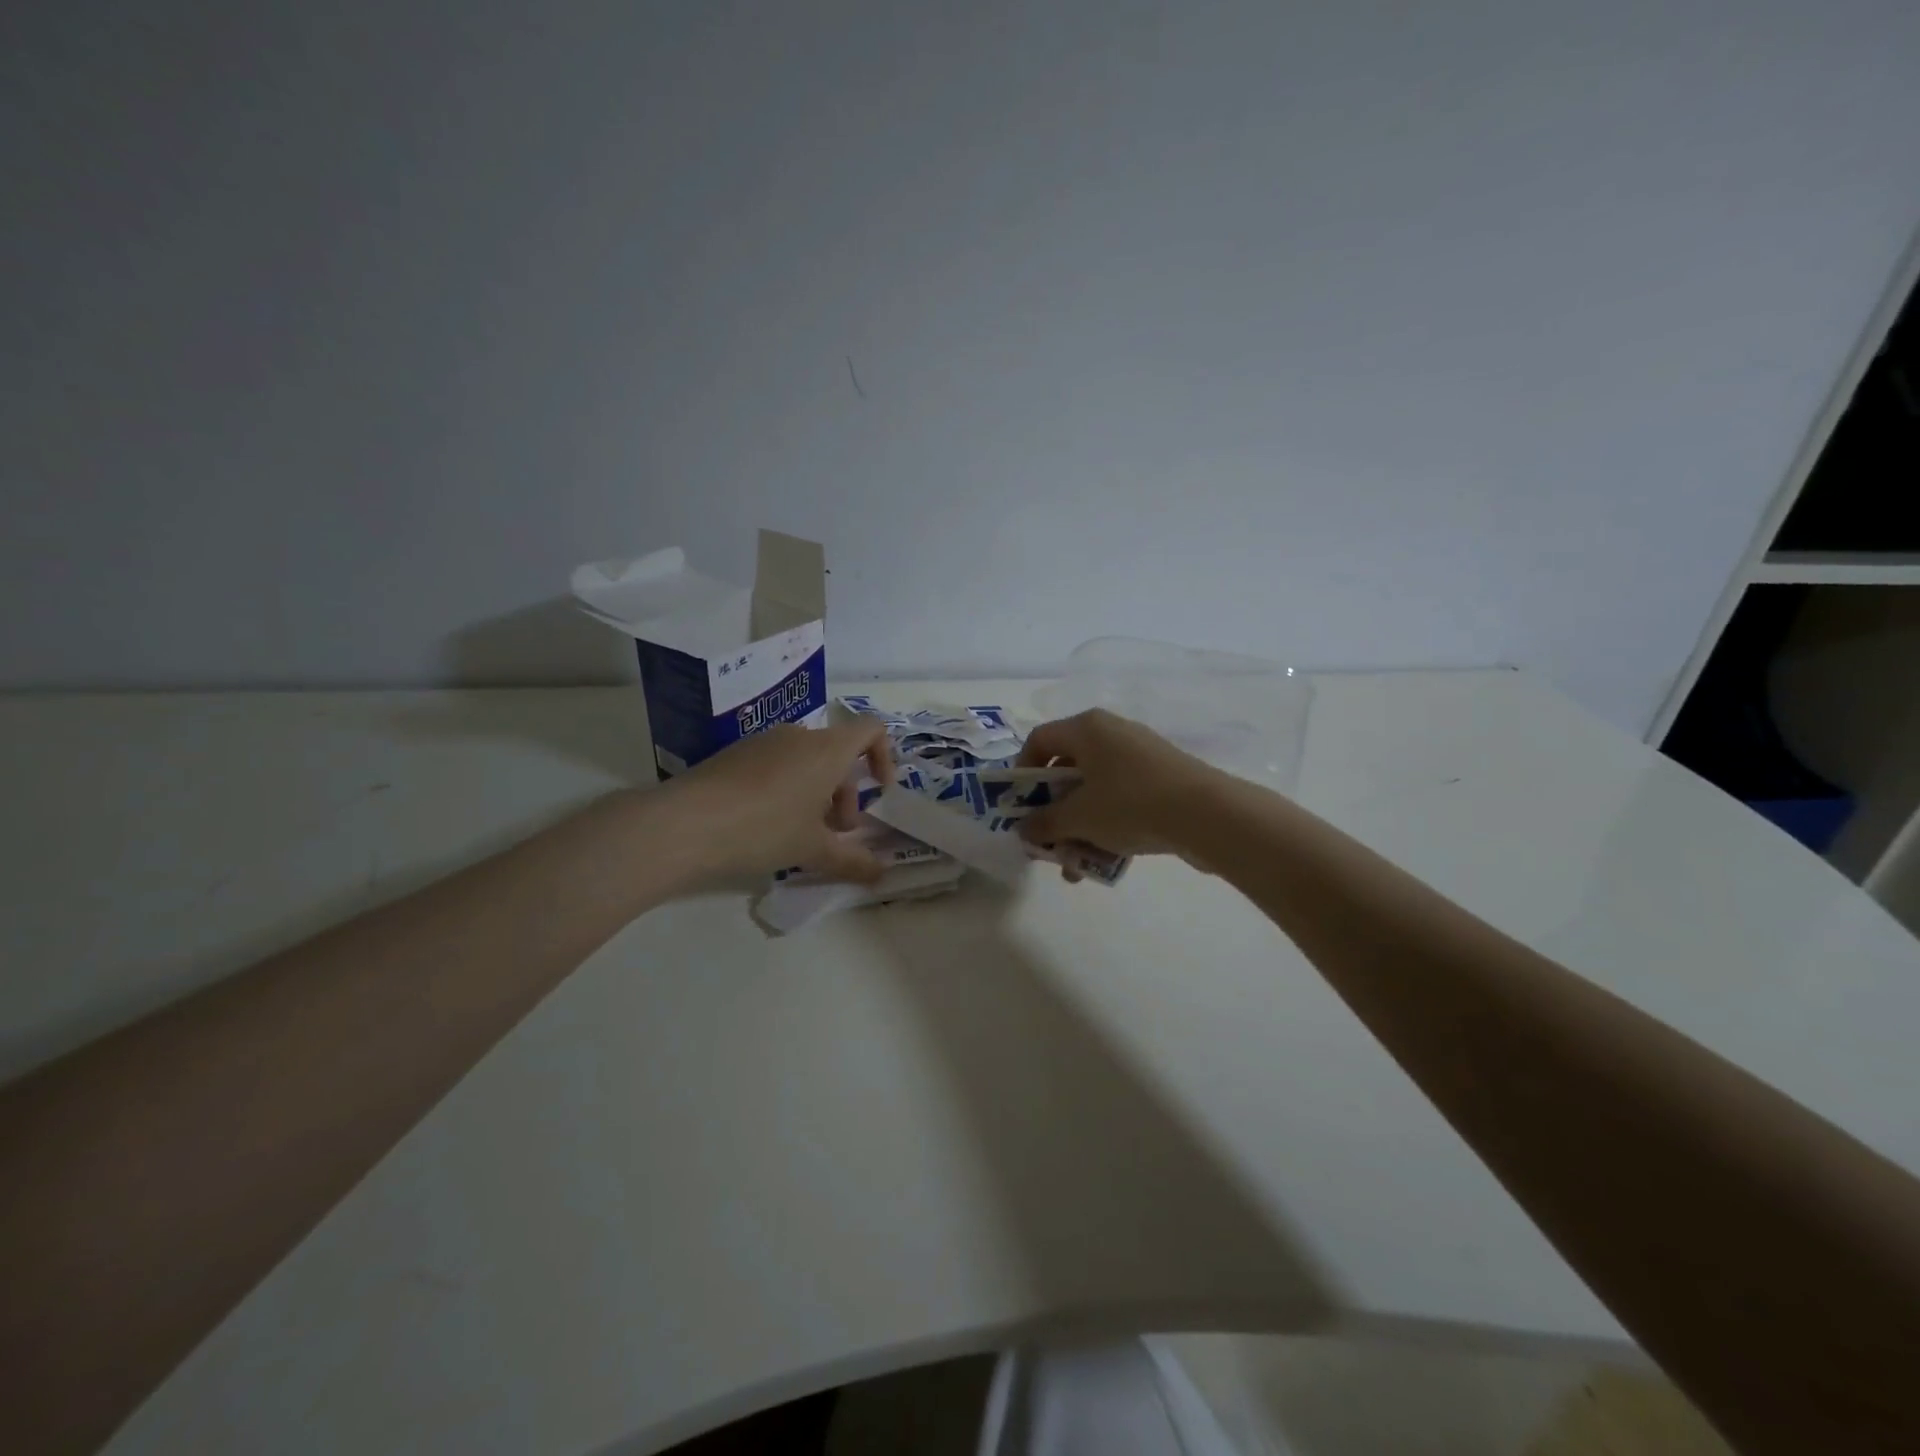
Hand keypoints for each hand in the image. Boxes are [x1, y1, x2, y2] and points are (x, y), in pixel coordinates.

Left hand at [670, 719, 894, 884]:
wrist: (683, 823)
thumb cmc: (764, 829)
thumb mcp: (813, 850)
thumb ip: (854, 861)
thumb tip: (882, 874)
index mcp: (827, 749)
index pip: (871, 729)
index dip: (884, 756)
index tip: (879, 791)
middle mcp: (798, 736)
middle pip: (838, 753)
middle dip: (846, 792)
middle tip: (837, 832)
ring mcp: (763, 742)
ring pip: (806, 761)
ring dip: (817, 793)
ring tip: (802, 835)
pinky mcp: (735, 754)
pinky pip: (777, 764)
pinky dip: (787, 789)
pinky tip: (766, 825)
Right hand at [1017, 709, 1221, 870]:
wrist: (1208, 814)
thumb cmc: (1130, 804)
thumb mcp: (1078, 818)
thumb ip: (1044, 823)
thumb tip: (1024, 830)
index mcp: (1086, 728)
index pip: (1039, 740)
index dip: (1022, 772)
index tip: (1019, 806)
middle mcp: (1111, 733)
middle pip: (1067, 769)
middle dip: (1052, 812)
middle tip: (1046, 842)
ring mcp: (1139, 755)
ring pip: (1094, 790)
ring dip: (1079, 827)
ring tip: (1075, 866)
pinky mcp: (1161, 778)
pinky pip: (1121, 798)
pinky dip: (1107, 825)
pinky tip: (1105, 861)